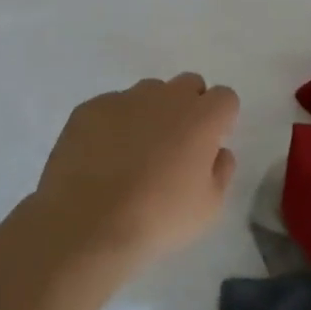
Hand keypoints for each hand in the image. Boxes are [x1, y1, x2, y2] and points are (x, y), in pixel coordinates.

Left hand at [31, 74, 239, 263]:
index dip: (220, 119)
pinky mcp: (89, 109)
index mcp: (201, 118)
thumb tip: (218, 152)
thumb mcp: (208, 207)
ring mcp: (124, 99)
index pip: (225, 97)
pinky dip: (114, 124)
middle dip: (189, 106)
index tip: (209, 144)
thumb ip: (221, 171)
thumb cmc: (157, 218)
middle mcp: (166, 97)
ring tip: (134, 152)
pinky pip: (111, 107)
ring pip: (148, 93)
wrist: (86, 225)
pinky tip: (102, 158)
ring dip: (151, 113)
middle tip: (176, 145)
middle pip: (189, 84)